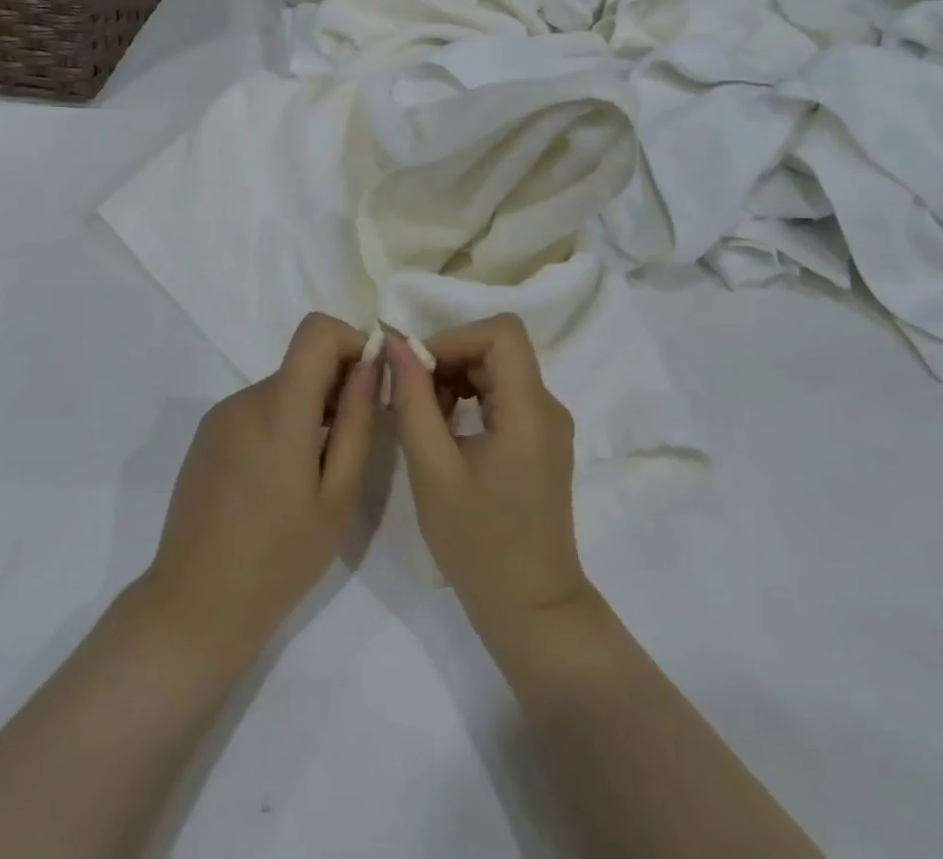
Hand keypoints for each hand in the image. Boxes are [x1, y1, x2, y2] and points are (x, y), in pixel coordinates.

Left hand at [142, 313, 378, 667]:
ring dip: (309, 409)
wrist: (196, 606)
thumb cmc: (279, 560)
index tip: (369, 382)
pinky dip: (281, 423)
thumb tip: (372, 364)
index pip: (316, 331)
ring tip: (313, 472)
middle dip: (335, 385)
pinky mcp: (207, 434)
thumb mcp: (337, 497)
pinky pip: (257, 408)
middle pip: (301, 362)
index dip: (351, 341)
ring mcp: (221, 415)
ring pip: (282, 387)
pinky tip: (280, 480)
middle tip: (350, 443)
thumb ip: (357, 421)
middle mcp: (245, 399)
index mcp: (279, 411)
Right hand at [385, 316, 594, 645]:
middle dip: (449, 359)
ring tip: (423, 418)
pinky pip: (504, 396)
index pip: (501, 332)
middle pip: (498, 348)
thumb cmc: (478, 544)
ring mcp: (548, 425)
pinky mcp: (541, 441)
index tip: (417, 369)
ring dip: (456, 379)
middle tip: (411, 398)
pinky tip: (444, 431)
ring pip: (498, 369)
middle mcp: (548, 406)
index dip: (455, 337)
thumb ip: (412, 399)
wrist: (531, 610)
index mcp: (530, 410)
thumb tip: (394, 342)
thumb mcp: (432, 469)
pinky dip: (470, 398)